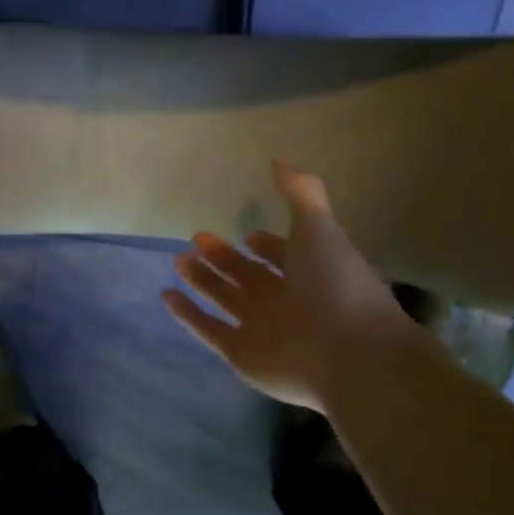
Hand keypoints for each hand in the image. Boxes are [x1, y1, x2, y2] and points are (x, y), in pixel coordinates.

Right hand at [163, 160, 423, 409]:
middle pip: (248, 276)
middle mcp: (284, 300)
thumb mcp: (319, 228)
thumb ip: (300, 193)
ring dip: (203, 281)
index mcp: (309, 272)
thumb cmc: (335, 284)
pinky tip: (167, 296)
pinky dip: (188, 315)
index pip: (282, 256)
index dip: (266, 246)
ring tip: (179, 259)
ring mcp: (261, 329)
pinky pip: (208, 330)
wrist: (346, 353)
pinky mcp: (240, 353)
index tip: (247, 233)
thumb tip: (279, 161)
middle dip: (224, 258)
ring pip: (225, 299)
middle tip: (197, 238)